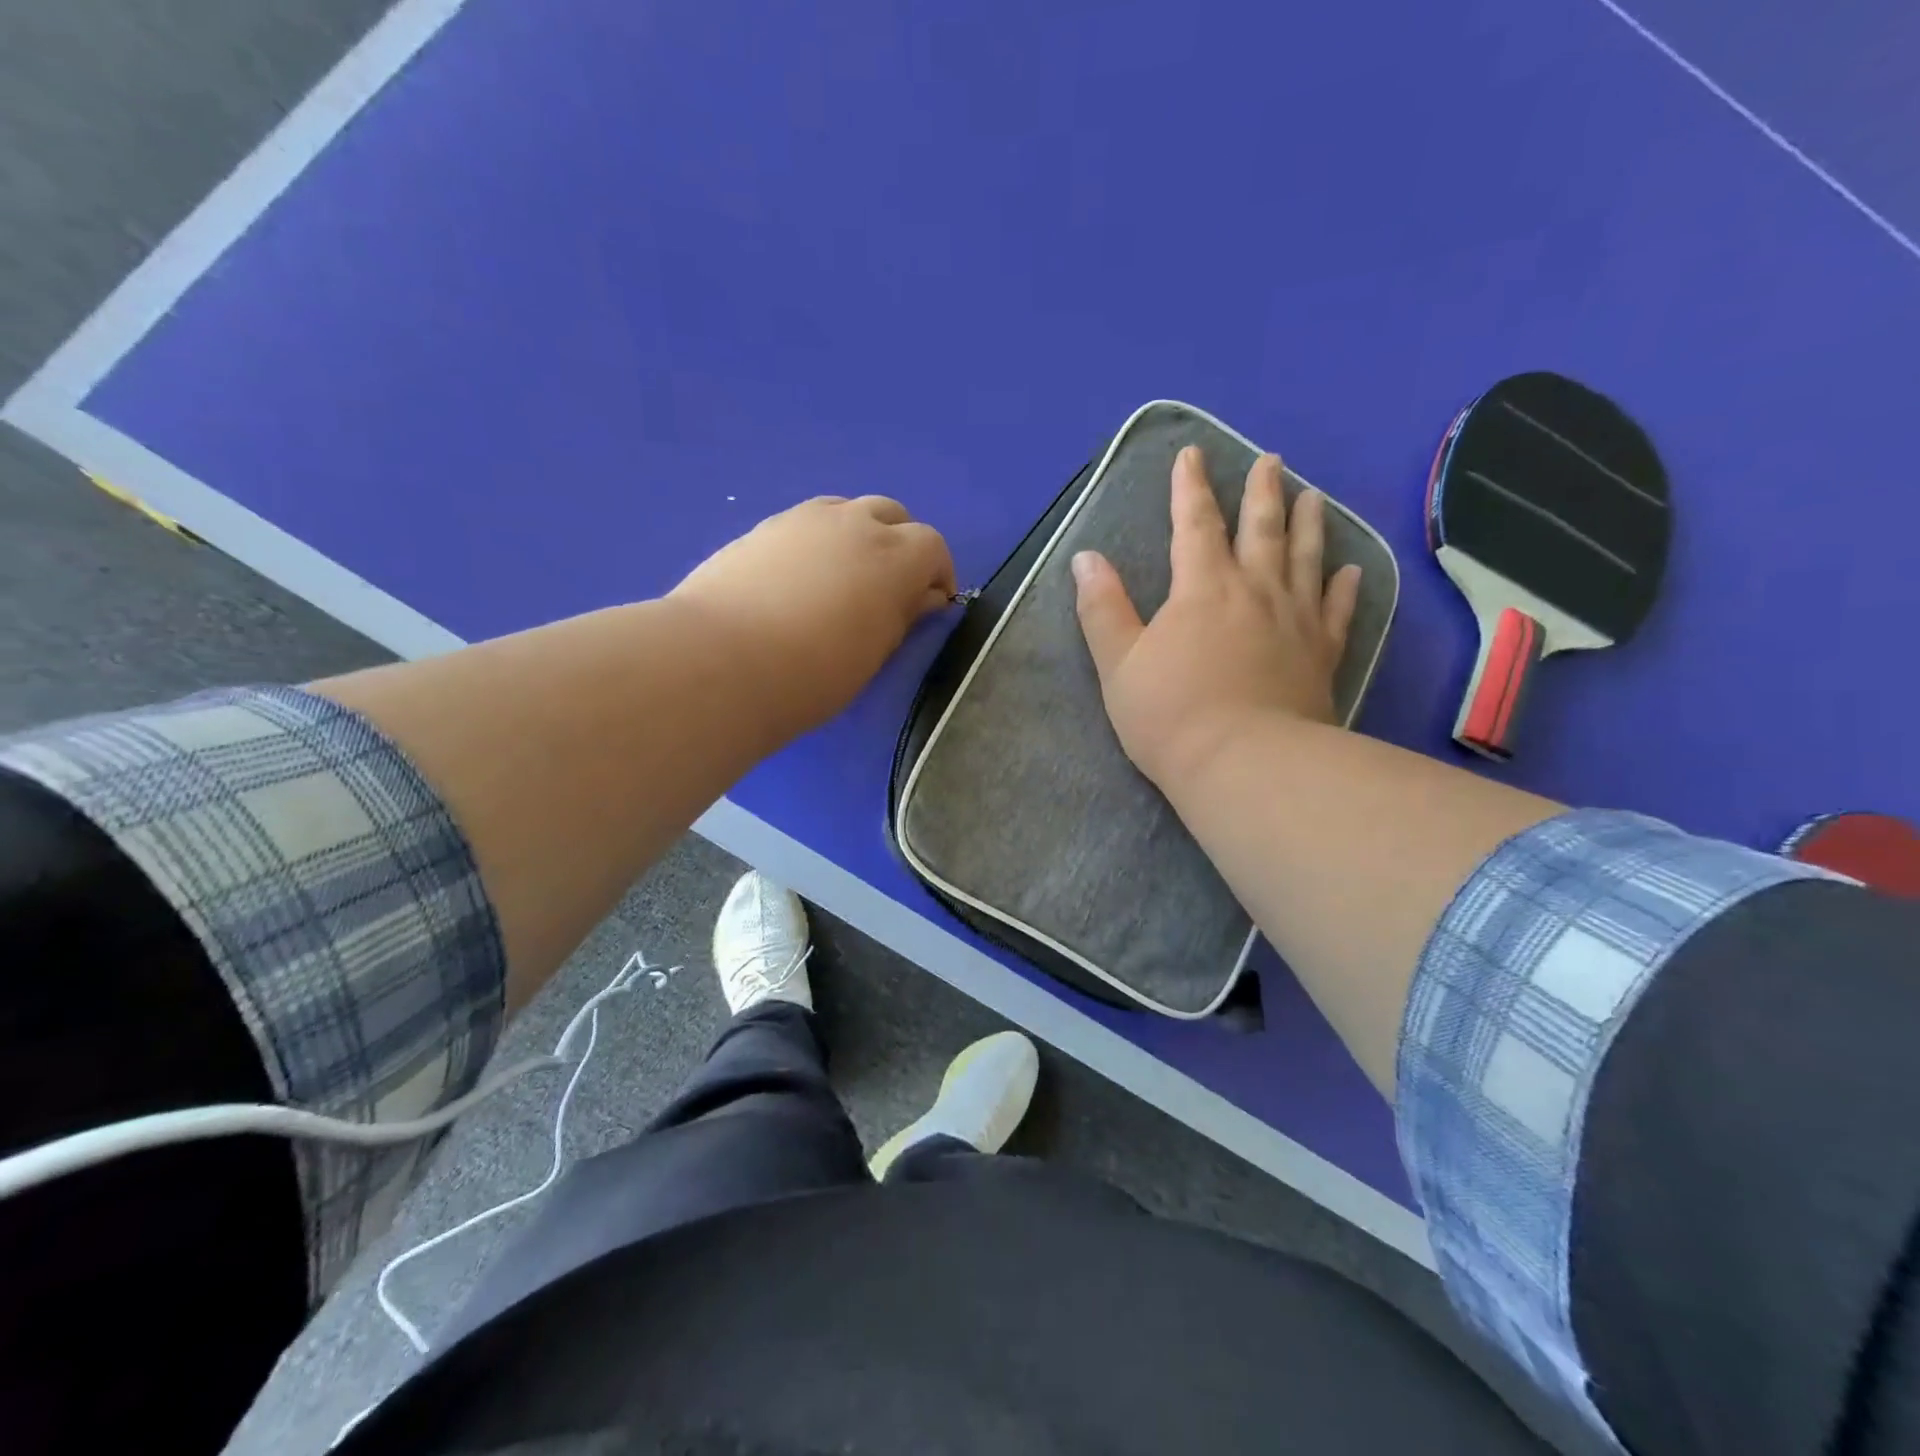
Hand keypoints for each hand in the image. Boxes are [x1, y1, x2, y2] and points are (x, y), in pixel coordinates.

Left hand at [672, 495, 956, 735]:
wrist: (722, 660)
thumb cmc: (813, 672)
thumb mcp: (874, 654)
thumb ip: (903, 616)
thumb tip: (922, 596)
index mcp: (894, 557)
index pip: (933, 547)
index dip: (937, 574)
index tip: (930, 604)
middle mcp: (854, 523)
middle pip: (893, 515)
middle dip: (902, 545)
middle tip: (889, 587)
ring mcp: (805, 519)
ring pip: (847, 510)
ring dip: (859, 535)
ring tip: (844, 577)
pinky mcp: (763, 527)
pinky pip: (807, 523)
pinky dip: (819, 541)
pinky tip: (800, 579)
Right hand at [1073, 446, 1361, 788]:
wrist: (1244, 764)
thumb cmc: (1170, 715)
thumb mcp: (1118, 663)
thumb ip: (1102, 608)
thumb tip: (1086, 558)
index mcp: (1202, 588)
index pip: (1193, 523)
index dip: (1189, 487)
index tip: (1192, 453)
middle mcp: (1255, 590)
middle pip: (1261, 528)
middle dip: (1261, 491)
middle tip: (1271, 461)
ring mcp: (1295, 620)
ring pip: (1306, 557)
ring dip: (1309, 523)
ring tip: (1313, 495)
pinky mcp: (1322, 654)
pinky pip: (1337, 609)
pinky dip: (1344, 586)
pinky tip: (1349, 570)